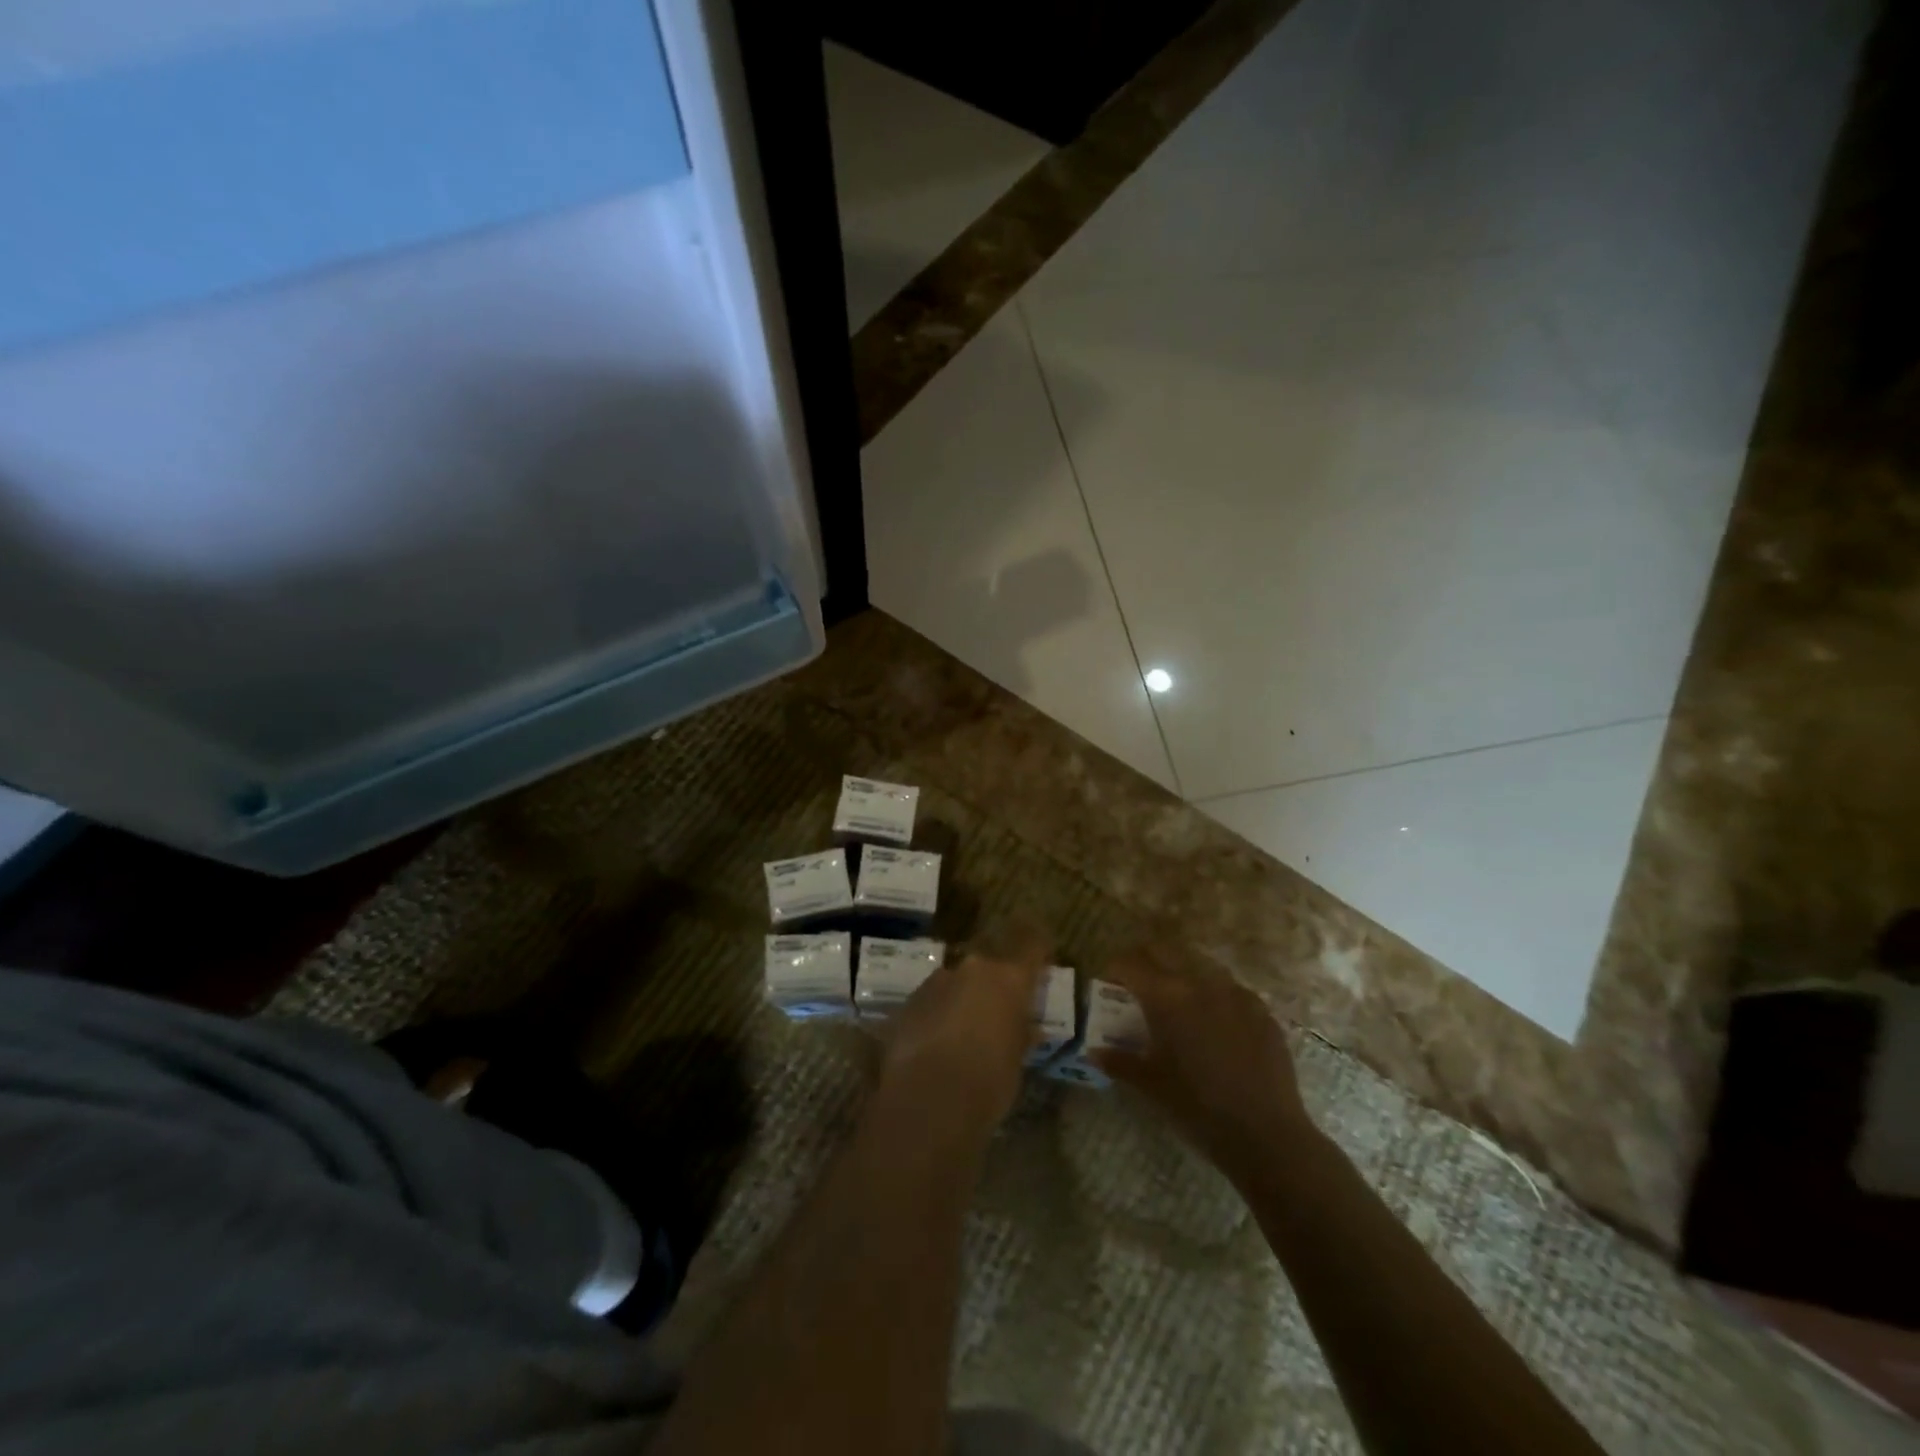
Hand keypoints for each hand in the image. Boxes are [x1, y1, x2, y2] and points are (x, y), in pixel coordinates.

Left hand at [880, 930, 1047, 1135]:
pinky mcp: (908, 1001)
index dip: (1037, 949)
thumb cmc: (988, 1082)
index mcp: (1009, 980)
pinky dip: (936, 1016)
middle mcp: (973, 970)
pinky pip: (931, 1002)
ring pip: (955, 984)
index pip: (1031, 947)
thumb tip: (1026, 1027)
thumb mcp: (1016, 1061)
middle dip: (992, 988)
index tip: (1040, 953)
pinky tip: (934, 1045)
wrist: (928, 1099)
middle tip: (996, 1015)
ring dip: (960, 1000)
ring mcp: (937, 982)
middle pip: (988, 969)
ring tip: (960, 1036)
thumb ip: (1019, 1034)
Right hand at [1092, 950, 1317, 1184]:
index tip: (1110, 983)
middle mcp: (1200, 982)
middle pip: (1165, 952)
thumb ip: (1119, 1062)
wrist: (1266, 1135)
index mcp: (1166, 997)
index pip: (1131, 964)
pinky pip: (1230, 990)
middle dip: (1146, 961)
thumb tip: (1094, 1053)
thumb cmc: (1196, 1107)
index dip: (1115, 969)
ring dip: (1182, 975)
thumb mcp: (1150, 1085)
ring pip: (1200, 967)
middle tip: (1138, 985)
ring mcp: (1235, 993)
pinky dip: (1214, 997)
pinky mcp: (1262, 1010)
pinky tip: (1216, 1024)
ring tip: (1179, 1003)